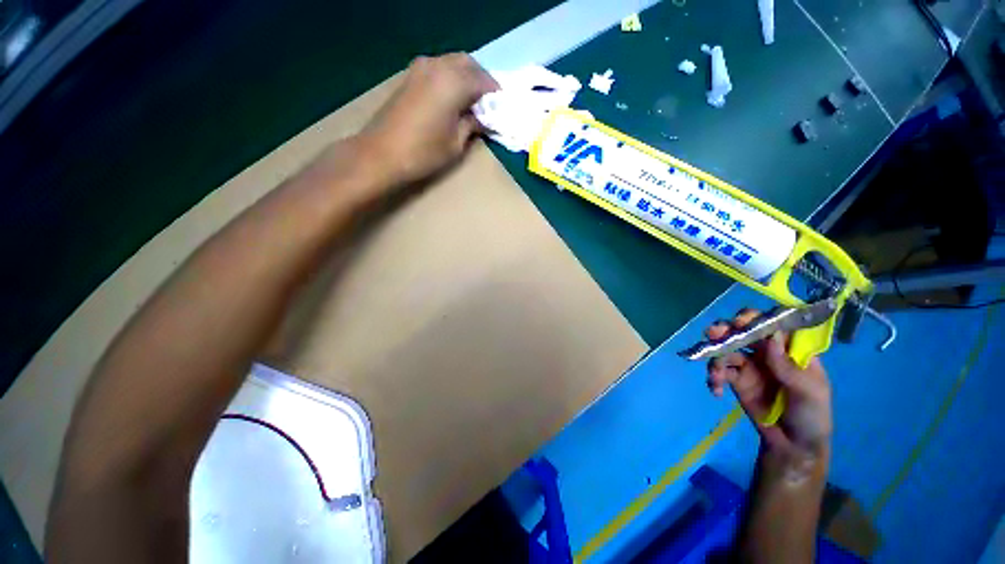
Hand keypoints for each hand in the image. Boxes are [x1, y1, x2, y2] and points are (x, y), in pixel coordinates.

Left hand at [357, 53, 498, 187]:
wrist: (382, 153)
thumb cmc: (424, 152)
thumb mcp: (456, 143)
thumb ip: (472, 125)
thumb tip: (483, 117)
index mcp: (453, 82)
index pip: (483, 80)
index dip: (495, 94)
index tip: (501, 107)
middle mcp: (438, 66)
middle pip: (468, 63)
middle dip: (481, 80)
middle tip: (488, 103)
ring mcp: (421, 68)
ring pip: (452, 62)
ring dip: (465, 77)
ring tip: (471, 101)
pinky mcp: (410, 76)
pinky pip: (438, 68)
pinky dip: (450, 77)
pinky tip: (452, 97)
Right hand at [705, 309, 832, 460]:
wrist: (793, 445)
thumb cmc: (812, 416)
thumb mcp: (809, 392)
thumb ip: (789, 367)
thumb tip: (771, 336)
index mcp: (791, 349)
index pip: (774, 323)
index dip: (758, 318)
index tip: (743, 321)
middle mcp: (767, 351)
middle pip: (744, 330)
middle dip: (726, 329)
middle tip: (714, 334)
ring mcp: (749, 364)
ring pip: (726, 348)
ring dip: (715, 357)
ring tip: (716, 376)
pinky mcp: (734, 378)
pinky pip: (718, 370)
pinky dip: (713, 377)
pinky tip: (716, 390)